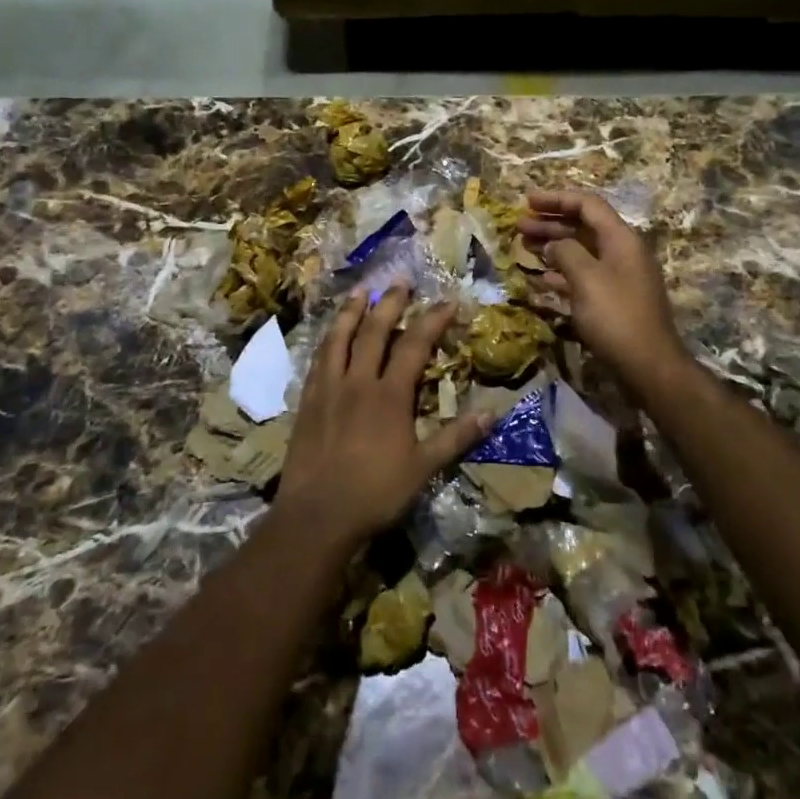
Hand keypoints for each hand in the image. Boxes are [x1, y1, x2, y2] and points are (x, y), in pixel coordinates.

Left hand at [277, 285, 490, 546]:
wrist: (315, 517)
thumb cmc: (374, 494)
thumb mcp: (423, 469)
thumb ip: (455, 438)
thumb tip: (492, 412)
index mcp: (389, 396)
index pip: (414, 346)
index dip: (432, 321)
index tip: (447, 302)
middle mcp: (357, 382)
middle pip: (374, 331)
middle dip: (389, 303)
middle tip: (400, 281)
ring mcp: (328, 389)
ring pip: (339, 338)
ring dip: (351, 311)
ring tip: (359, 291)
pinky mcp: (306, 401)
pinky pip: (317, 360)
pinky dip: (327, 340)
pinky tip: (330, 335)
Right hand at [519, 189, 686, 385]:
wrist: (648, 365)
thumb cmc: (616, 316)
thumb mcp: (586, 278)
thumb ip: (566, 253)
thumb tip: (554, 244)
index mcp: (621, 239)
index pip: (588, 205)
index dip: (557, 199)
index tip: (527, 201)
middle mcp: (622, 252)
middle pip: (583, 226)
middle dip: (551, 223)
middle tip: (519, 226)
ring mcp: (619, 276)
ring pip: (581, 251)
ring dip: (553, 246)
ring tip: (524, 247)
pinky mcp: (613, 299)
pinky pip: (584, 275)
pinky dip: (562, 272)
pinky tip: (541, 278)